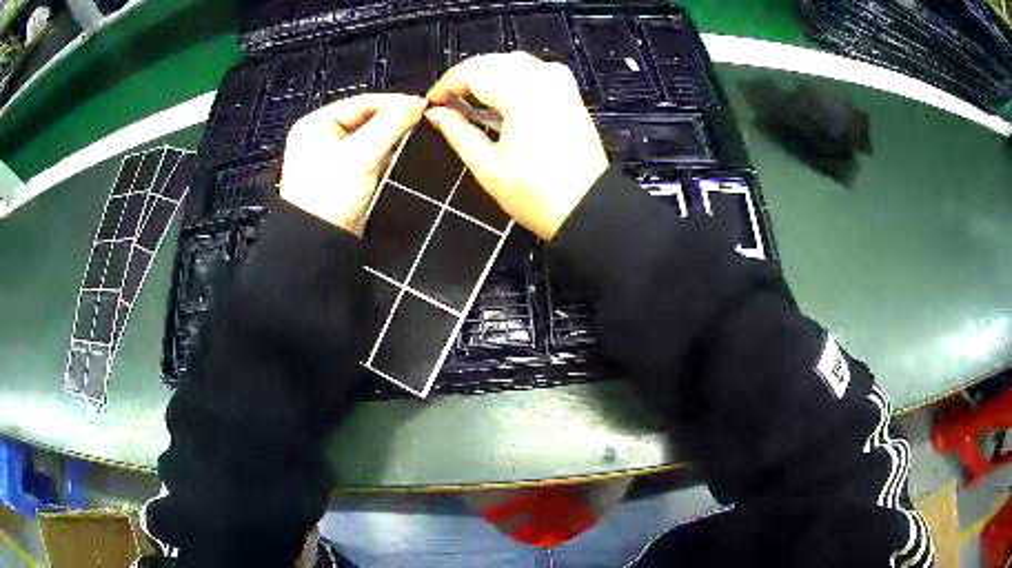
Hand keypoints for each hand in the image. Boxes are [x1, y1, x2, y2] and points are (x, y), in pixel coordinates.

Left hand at [280, 94, 426, 233]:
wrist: (319, 244)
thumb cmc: (331, 196)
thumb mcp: (362, 154)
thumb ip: (390, 125)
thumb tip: (415, 107)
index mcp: (315, 124)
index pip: (361, 102)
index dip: (393, 102)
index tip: (422, 105)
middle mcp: (320, 137)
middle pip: (364, 118)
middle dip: (392, 118)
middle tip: (421, 119)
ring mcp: (329, 158)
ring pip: (367, 137)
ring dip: (389, 136)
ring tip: (415, 132)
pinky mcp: (341, 177)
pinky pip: (365, 155)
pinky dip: (382, 153)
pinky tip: (400, 152)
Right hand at [426, 52, 608, 240]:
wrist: (587, 207)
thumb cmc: (535, 195)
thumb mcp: (487, 167)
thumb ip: (458, 133)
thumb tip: (434, 113)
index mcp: (521, 97)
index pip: (474, 72)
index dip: (447, 83)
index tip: (431, 101)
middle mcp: (542, 81)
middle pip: (494, 61)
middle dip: (465, 76)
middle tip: (446, 101)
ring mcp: (560, 85)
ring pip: (515, 61)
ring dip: (489, 72)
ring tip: (470, 97)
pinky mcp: (570, 94)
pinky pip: (537, 69)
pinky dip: (514, 74)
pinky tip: (504, 94)